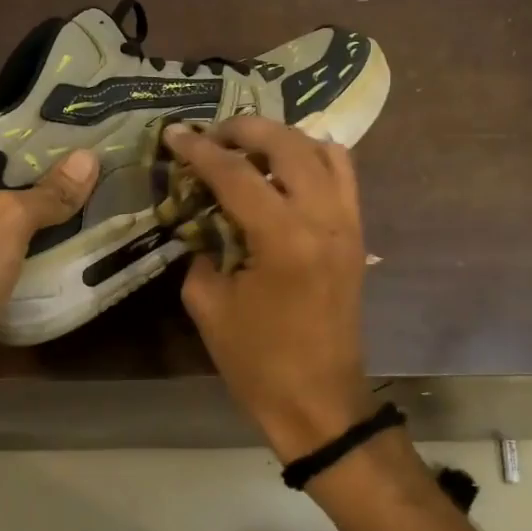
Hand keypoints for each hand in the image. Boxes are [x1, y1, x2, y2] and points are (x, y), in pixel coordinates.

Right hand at [165, 118, 373, 460]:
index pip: (236, 173)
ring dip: (283, 138)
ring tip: (249, 148)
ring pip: (323, 151)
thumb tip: (198, 216)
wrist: (318, 401)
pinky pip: (342, 176)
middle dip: (245, 129)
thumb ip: (200, 248)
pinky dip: (312, 159)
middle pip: (287, 143)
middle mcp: (323, 219)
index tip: (174, 134)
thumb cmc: (257, 361)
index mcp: (283, 239)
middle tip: (212, 136)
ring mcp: (348, 224)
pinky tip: (283, 172)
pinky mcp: (357, 236)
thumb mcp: (208, 303)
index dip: (199, 150)